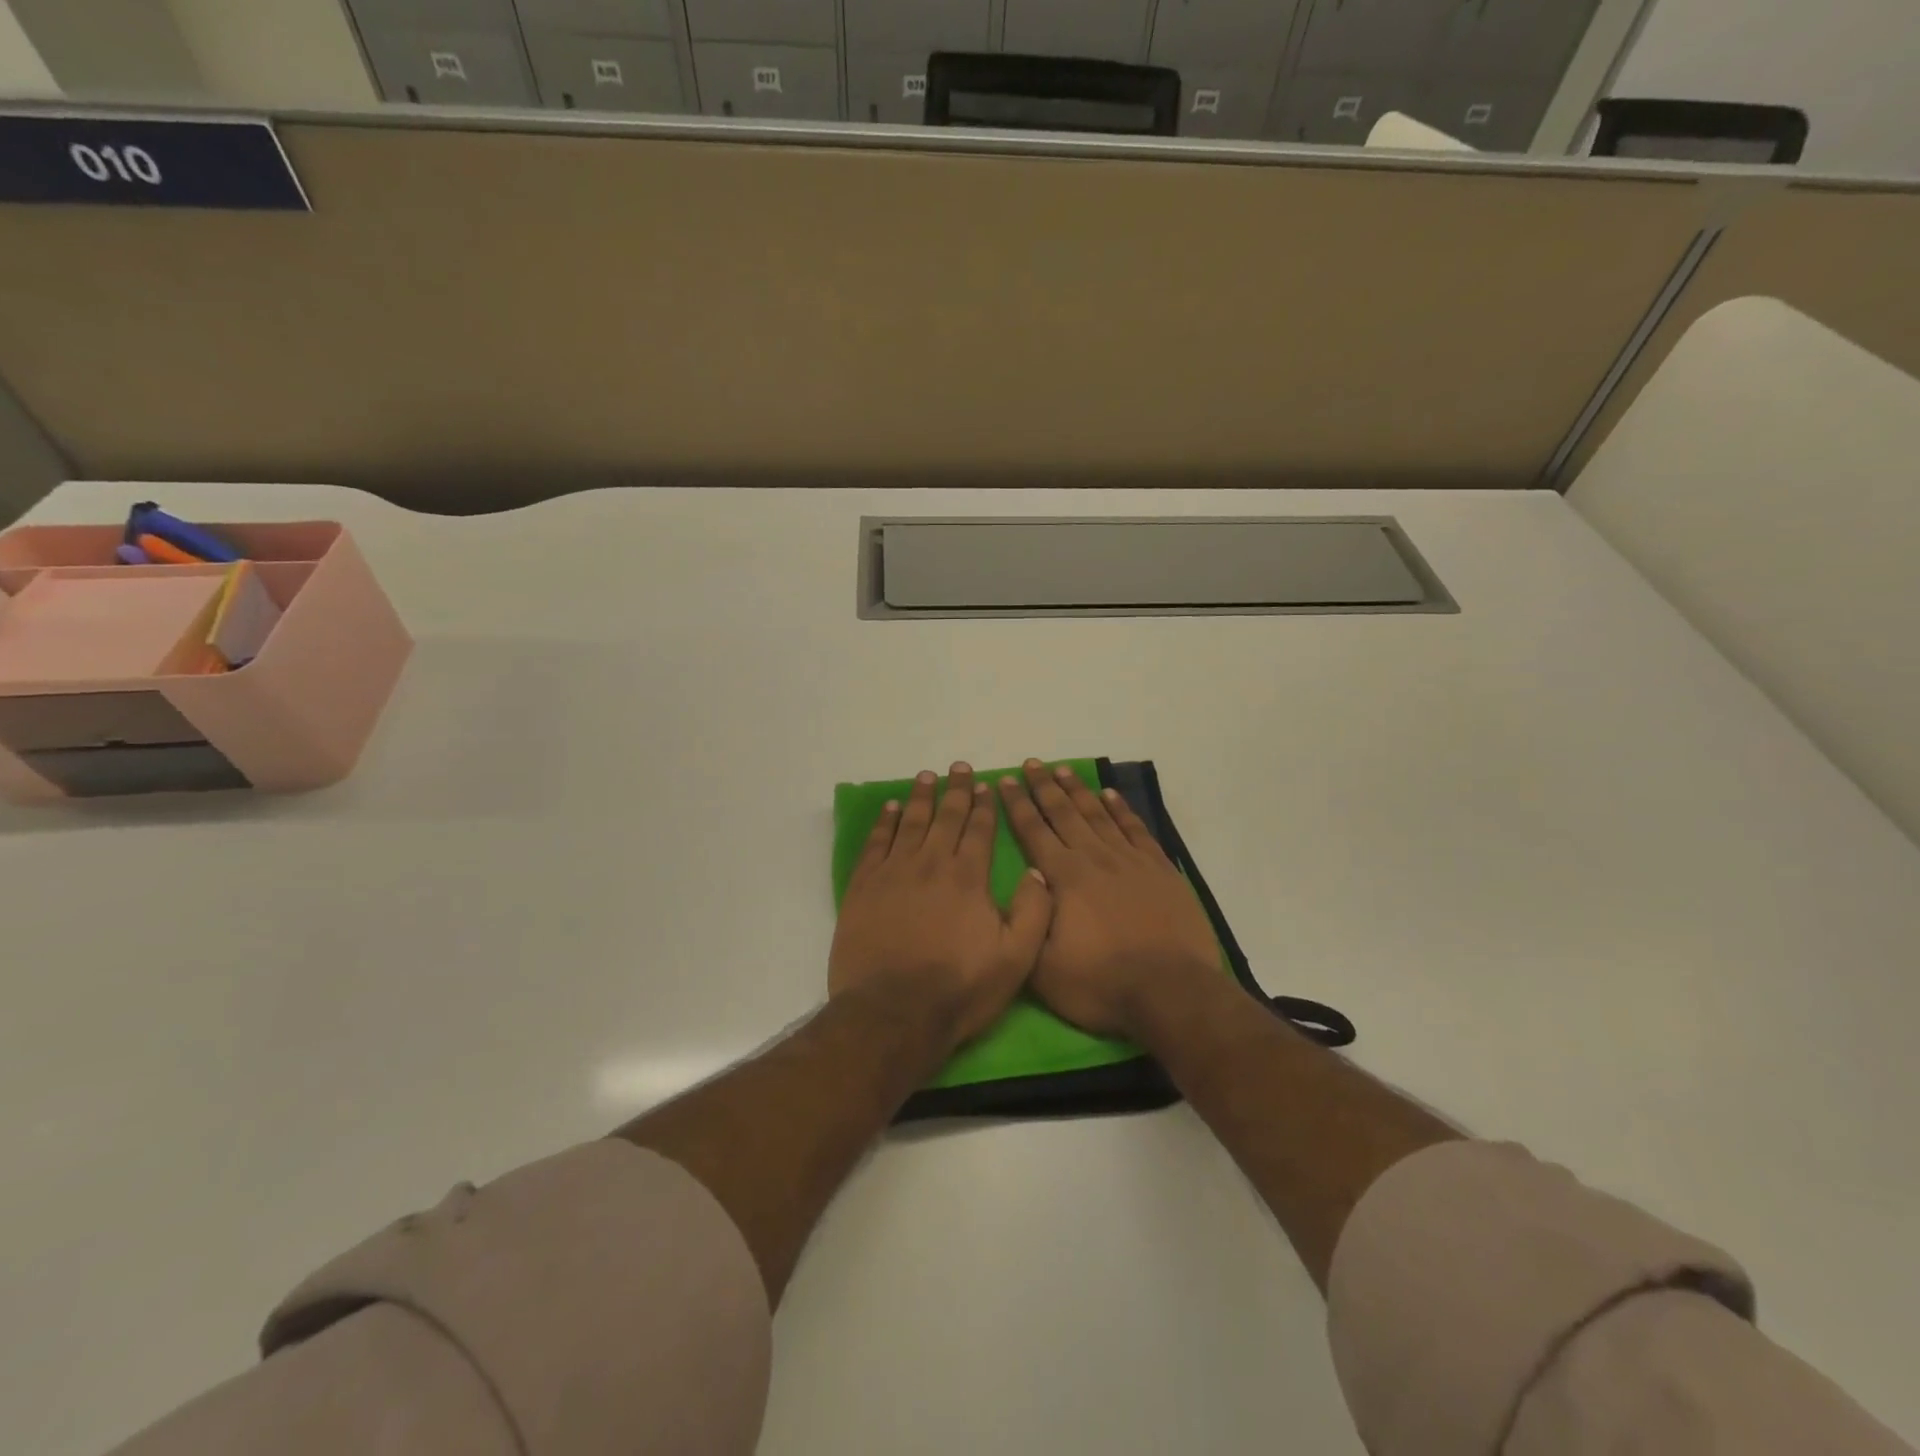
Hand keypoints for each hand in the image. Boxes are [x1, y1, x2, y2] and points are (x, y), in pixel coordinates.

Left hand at [829, 762, 1053, 1049]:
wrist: (894, 1012)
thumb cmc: (959, 989)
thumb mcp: (1016, 959)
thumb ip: (1033, 912)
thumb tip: (1036, 871)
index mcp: (969, 877)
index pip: (980, 830)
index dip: (984, 806)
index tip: (986, 785)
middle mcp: (932, 863)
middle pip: (946, 817)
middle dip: (955, 790)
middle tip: (958, 767)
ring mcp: (894, 872)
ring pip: (911, 822)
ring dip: (921, 797)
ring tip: (926, 776)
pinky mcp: (864, 886)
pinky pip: (876, 843)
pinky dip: (885, 822)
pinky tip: (891, 808)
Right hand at [997, 760, 1222, 1040]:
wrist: (1170, 991)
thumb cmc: (1100, 983)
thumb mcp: (1043, 967)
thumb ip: (1027, 921)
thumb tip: (1026, 882)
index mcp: (1063, 877)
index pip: (1033, 831)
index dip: (1018, 805)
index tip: (1007, 781)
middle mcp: (1094, 858)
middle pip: (1064, 813)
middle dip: (1044, 787)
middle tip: (1032, 763)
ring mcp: (1130, 860)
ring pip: (1098, 814)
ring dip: (1079, 790)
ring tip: (1064, 770)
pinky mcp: (1159, 869)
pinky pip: (1135, 829)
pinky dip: (1121, 809)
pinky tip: (1111, 795)